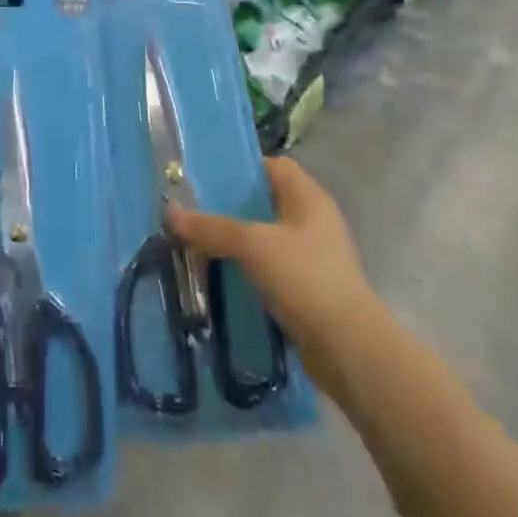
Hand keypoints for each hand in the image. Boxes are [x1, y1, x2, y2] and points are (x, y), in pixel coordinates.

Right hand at [166, 158, 375, 364]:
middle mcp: (314, 220)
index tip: (205, 177)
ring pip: (267, 238)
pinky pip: (272, 269)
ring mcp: (315, 257)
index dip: (241, 168)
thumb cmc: (305, 278)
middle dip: (231, 207)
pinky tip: (222, 278)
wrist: (349, 350)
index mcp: (308, 196)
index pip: (272, 166)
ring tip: (200, 245)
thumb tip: (169, 212)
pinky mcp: (311, 290)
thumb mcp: (252, 245)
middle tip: (195, 211)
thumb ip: (211, 227)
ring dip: (238, 242)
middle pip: (266, 202)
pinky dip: (250, 271)